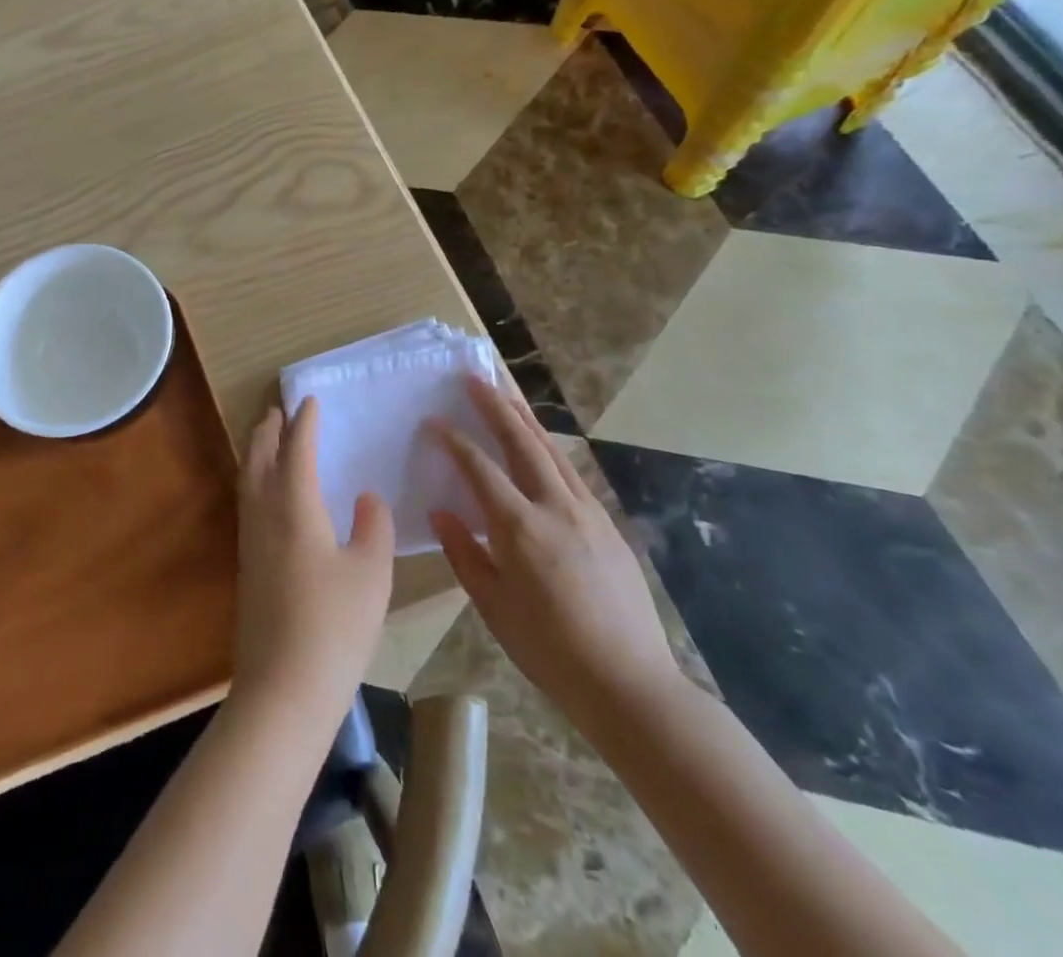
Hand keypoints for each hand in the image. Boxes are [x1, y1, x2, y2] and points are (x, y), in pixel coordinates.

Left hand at [233, 398, 394, 719]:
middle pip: (259, 458)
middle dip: (268, 431)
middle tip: (278, 411)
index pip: (296, 449)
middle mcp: (264, 515)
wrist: (284, 689)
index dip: (303, 423)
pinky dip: (255, 481)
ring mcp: (250, 542)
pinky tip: (269, 497)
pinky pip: (248, 503)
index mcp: (294, 506)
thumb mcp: (371, 573)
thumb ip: (373, 526)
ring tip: (268, 441)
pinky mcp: (247, 567)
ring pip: (248, 481)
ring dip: (257, 453)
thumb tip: (366, 497)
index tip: (309, 401)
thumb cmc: (334, 626)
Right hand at [430, 377, 682, 727]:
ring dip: (526, 419)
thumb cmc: (549, 649)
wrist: (629, 684)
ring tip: (507, 394)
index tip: (434, 421)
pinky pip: (572, 474)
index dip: (454, 441)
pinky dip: (551, 450)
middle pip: (522, 443)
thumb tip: (442, 512)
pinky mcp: (609, 525)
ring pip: (552, 452)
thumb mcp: (493, 606)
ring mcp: (588, 513)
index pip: (480, 468)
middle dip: (496, 406)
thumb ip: (464, 553)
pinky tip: (542, 448)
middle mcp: (556, 508)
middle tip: (475, 377)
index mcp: (520, 528)